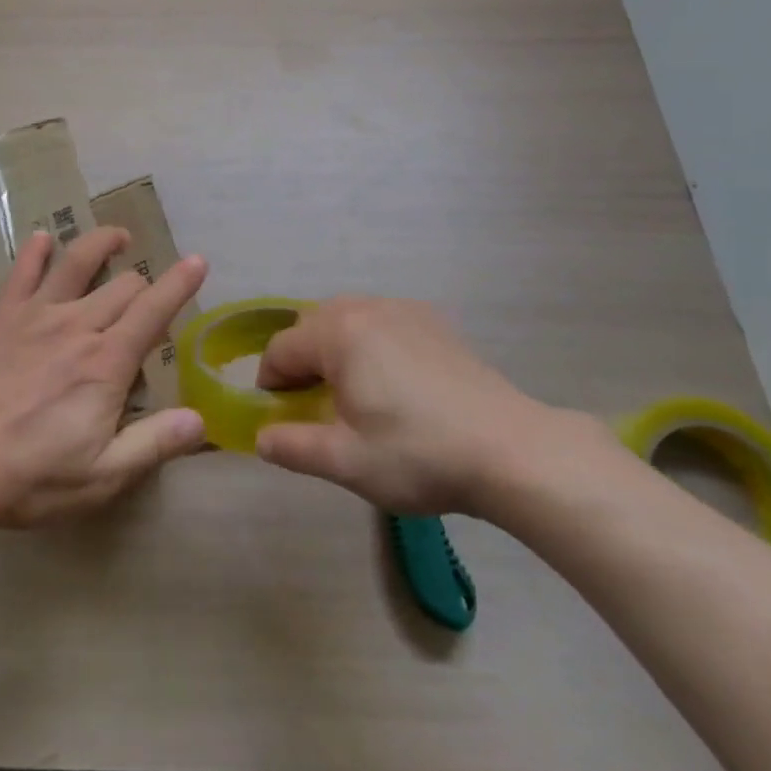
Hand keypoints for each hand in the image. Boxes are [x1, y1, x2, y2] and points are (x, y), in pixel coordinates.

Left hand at [0, 227, 207, 526]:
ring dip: (102, 243)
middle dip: (144, 284)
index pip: (154, 310)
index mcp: (106, 362)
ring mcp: (36, 315)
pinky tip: (42, 238)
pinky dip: (35, 251)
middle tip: (147, 297)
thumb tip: (200, 420)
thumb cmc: (31, 476)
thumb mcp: (102, 476)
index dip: (180, 283)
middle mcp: (77, 326)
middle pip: (122, 285)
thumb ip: (153, 444)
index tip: (198, 261)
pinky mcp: (2, 316)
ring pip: (77, 262)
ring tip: (118, 237)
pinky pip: (22, 272)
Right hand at [254, 296, 606, 518]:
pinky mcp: (434, 321)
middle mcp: (366, 308)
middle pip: (312, 324)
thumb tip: (261, 438)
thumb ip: (294, 447)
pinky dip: (370, 341)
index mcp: (338, 334)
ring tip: (352, 392)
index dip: (270, 383)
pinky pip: (383, 320)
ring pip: (348, 317)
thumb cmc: (418, 454)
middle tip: (313, 405)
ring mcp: (404, 310)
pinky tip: (393, 381)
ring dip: (335, 347)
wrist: (509, 449)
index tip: (279, 416)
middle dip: (301, 359)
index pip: (281, 349)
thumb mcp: (347, 462)